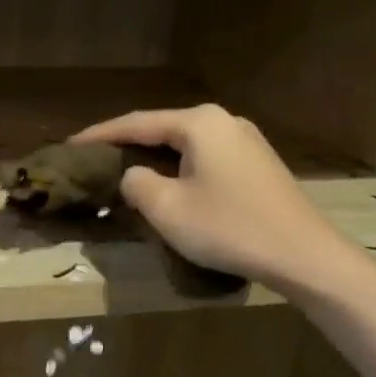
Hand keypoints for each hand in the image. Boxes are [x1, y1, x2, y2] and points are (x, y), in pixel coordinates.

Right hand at [72, 104, 359, 292]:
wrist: (304, 255)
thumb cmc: (229, 228)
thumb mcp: (167, 209)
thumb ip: (137, 183)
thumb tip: (134, 175)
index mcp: (199, 123)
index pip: (137, 122)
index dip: (100, 134)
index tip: (70, 145)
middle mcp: (223, 120)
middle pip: (162, 128)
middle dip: (127, 143)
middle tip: (95, 157)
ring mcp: (245, 140)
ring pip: (185, 143)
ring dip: (154, 156)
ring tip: (125, 169)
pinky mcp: (257, 163)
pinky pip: (205, 156)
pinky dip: (179, 166)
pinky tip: (169, 182)